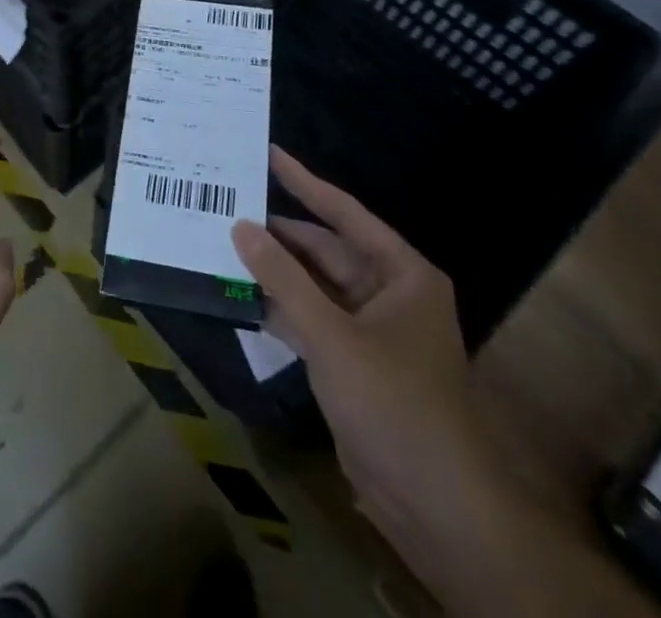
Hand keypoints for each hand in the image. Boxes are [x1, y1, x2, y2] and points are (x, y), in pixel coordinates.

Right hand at [231, 148, 502, 537]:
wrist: (437, 507)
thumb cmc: (395, 403)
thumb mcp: (333, 336)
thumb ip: (283, 279)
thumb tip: (241, 226)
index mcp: (401, 273)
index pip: (344, 213)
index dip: (304, 182)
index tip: (267, 153)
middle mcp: (388, 292)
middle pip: (325, 250)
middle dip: (279, 234)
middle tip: (228, 204)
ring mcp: (369, 330)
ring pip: (314, 286)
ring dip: (275, 272)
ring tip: (223, 242)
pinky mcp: (352, 363)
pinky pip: (311, 320)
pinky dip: (280, 309)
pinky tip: (241, 295)